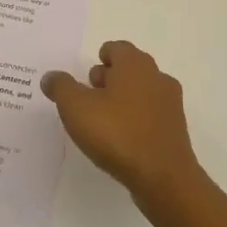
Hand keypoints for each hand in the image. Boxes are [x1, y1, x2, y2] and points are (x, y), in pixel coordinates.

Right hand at [42, 40, 201, 203]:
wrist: (163, 178)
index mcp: (135, 64)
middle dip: (109, 79)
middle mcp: (157, 77)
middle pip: (130, 68)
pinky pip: (151, 115)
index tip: (86, 78)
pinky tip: (122, 140)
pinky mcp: (176, 130)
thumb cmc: (117, 133)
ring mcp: (170, 104)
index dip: (100, 58)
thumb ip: (60, 87)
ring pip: (142, 92)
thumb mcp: (75, 107)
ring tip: (103, 122)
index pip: (117, 48)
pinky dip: (136, 120)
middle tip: (90, 98)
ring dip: (123, 100)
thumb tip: (50, 77)